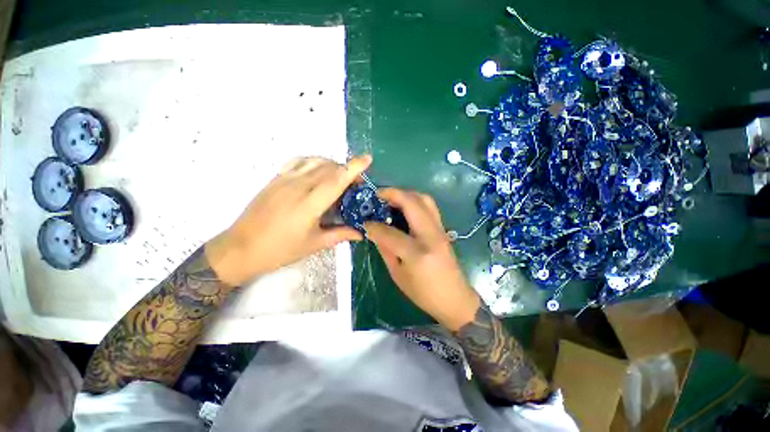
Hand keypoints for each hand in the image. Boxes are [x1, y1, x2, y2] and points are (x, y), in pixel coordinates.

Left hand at [206, 155, 371, 286]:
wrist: (240, 248)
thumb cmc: (280, 250)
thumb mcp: (314, 244)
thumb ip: (340, 234)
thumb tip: (361, 233)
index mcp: (309, 204)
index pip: (336, 179)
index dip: (354, 167)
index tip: (368, 158)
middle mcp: (298, 186)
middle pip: (329, 168)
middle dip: (347, 170)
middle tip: (356, 184)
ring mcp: (284, 179)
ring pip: (315, 161)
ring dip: (332, 165)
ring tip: (339, 177)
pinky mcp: (275, 178)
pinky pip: (299, 161)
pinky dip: (314, 161)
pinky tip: (317, 172)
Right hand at [364, 189, 480, 331]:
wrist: (454, 298)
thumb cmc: (423, 293)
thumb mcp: (398, 275)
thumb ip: (385, 249)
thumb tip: (374, 231)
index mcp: (417, 253)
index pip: (390, 232)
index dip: (374, 226)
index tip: (365, 222)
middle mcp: (431, 236)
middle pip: (412, 203)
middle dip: (392, 194)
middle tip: (378, 195)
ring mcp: (440, 230)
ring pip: (424, 199)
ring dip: (406, 194)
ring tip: (391, 199)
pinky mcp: (443, 229)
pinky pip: (429, 207)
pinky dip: (415, 201)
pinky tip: (405, 207)